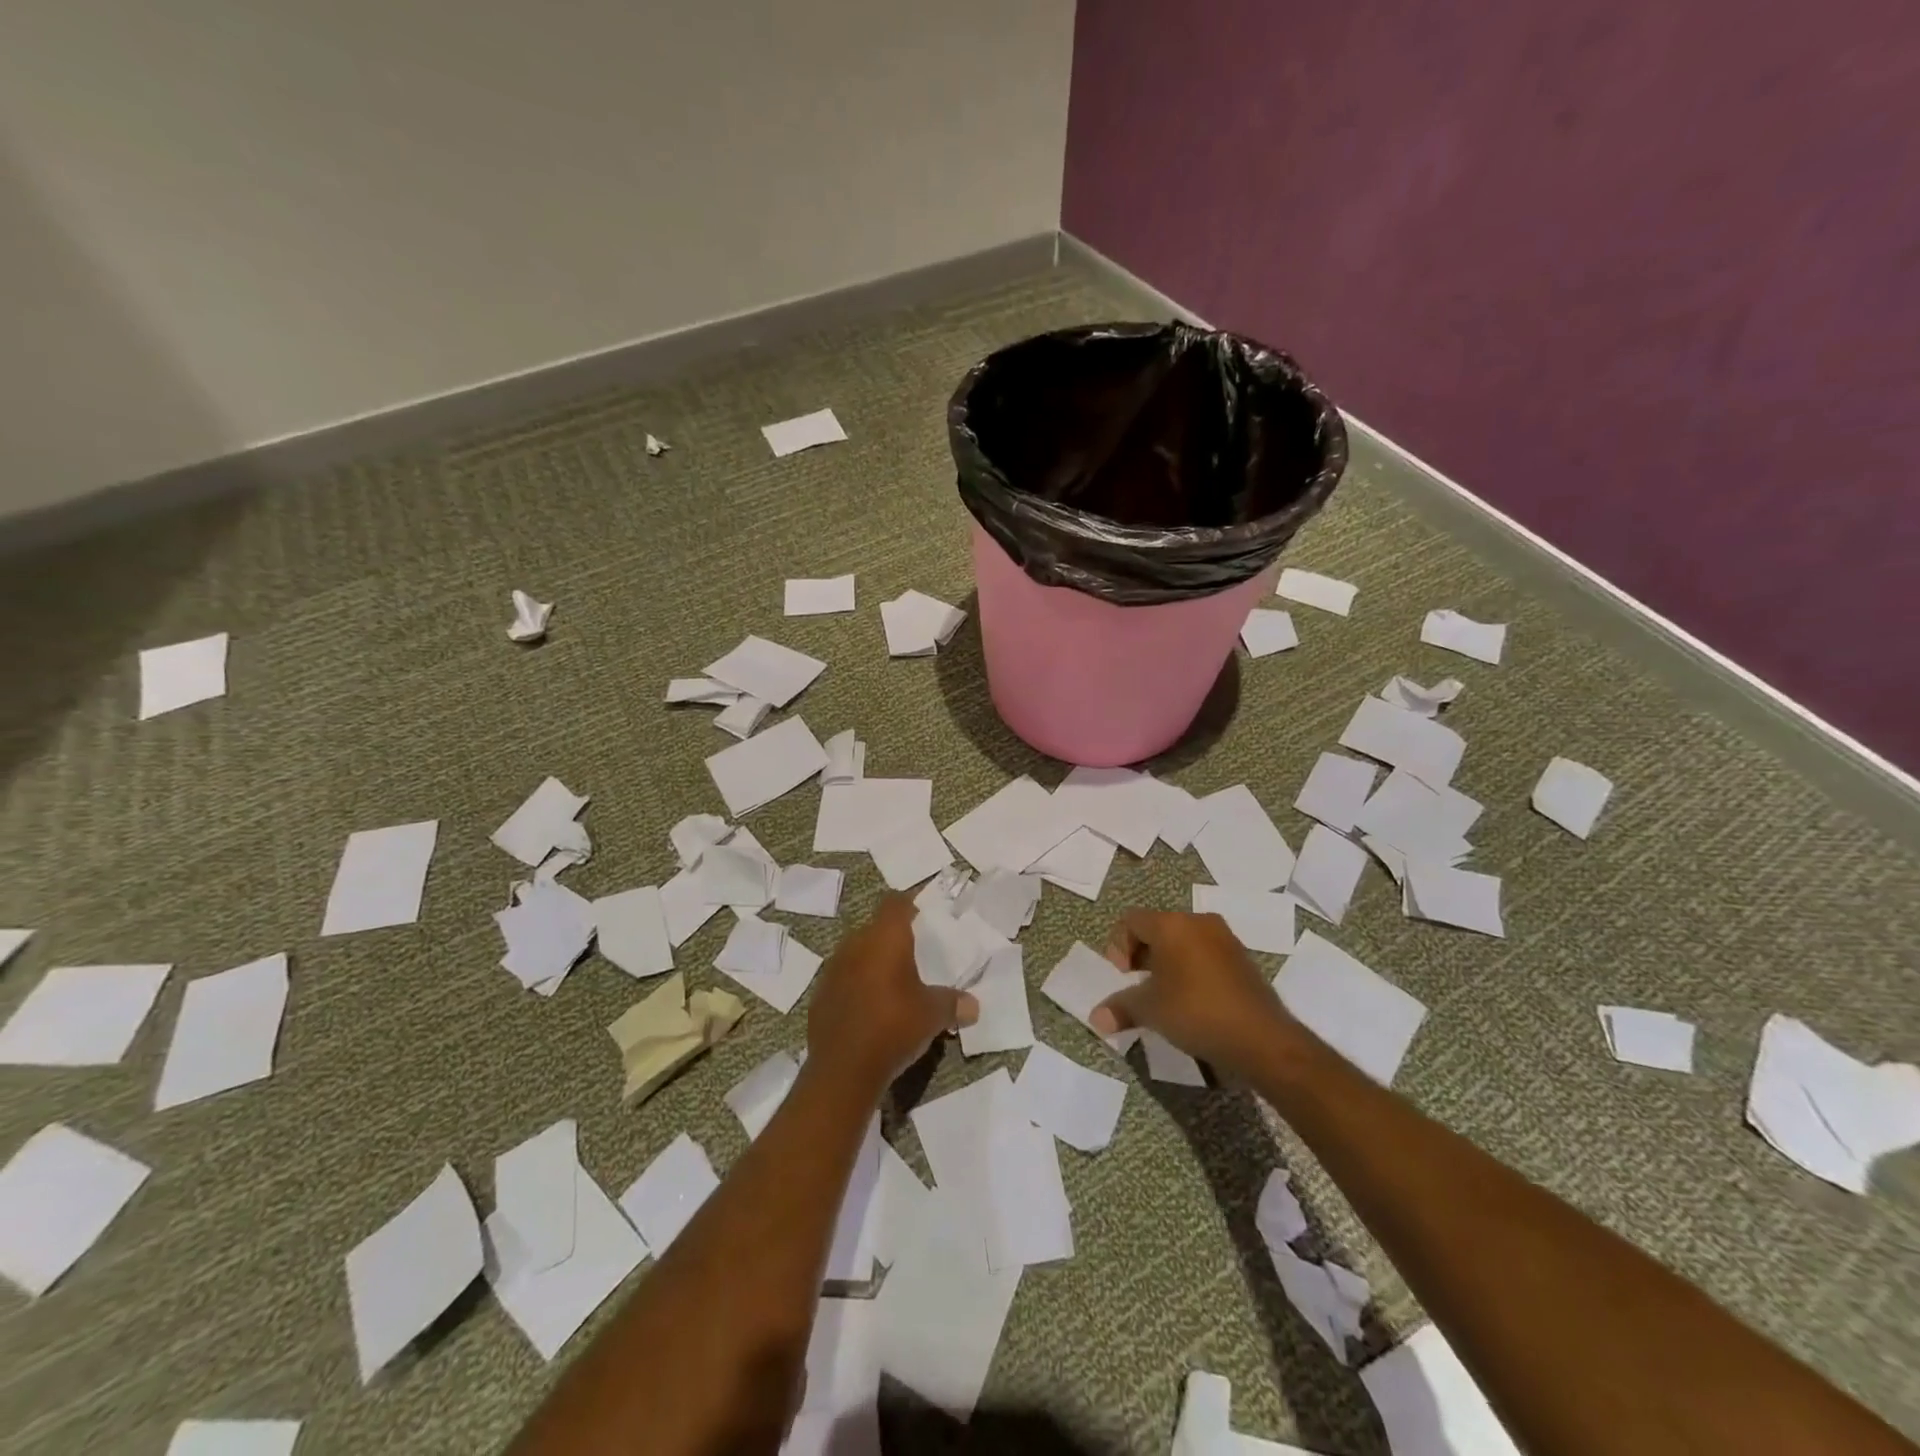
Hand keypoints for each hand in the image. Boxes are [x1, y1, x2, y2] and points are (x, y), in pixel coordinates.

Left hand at [808, 896, 977, 1093]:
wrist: (843, 1071)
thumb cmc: (894, 1027)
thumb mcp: (934, 1015)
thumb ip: (953, 1003)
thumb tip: (973, 1006)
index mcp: (884, 938)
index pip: (896, 903)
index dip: (909, 905)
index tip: (922, 915)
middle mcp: (855, 944)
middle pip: (875, 928)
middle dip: (892, 939)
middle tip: (914, 955)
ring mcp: (832, 970)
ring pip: (856, 954)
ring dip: (872, 963)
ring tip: (892, 984)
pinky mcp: (820, 996)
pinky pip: (843, 980)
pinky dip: (856, 987)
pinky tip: (869, 1009)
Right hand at [1091, 910, 1297, 1076]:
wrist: (1262, 1039)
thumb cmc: (1196, 1012)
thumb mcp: (1151, 1011)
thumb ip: (1121, 1008)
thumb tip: (1095, 1018)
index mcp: (1172, 924)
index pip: (1131, 921)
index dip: (1118, 945)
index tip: (1123, 976)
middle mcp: (1199, 922)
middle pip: (1158, 928)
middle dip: (1142, 955)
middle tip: (1138, 985)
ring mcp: (1225, 939)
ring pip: (1183, 941)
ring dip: (1167, 963)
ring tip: (1164, 995)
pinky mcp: (1242, 959)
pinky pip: (1205, 954)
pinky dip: (1191, 970)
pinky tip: (1192, 1001)